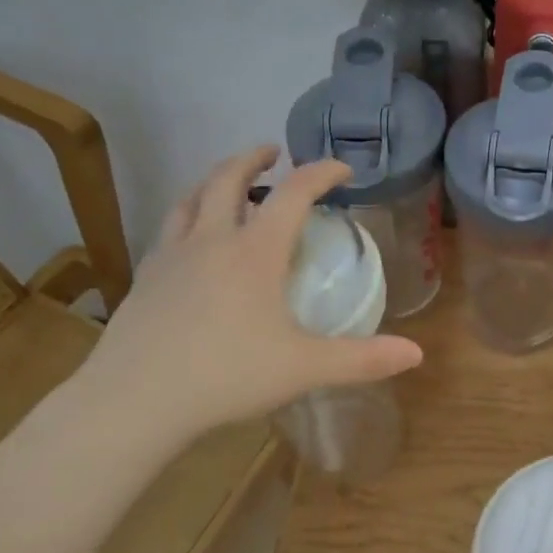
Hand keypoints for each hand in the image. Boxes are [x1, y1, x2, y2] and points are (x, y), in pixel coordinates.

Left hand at [74, 146, 422, 447]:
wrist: (135, 399)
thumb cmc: (227, 375)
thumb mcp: (304, 368)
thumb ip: (362, 359)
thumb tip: (417, 355)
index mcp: (255, 252)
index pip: (293, 193)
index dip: (321, 173)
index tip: (341, 168)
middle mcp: (212, 240)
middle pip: (229, 178)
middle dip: (254, 159)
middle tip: (272, 153)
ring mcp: (171, 256)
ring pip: (191, 199)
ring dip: (214, 181)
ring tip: (228, 185)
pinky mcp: (145, 278)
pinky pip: (169, 230)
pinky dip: (188, 217)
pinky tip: (191, 240)